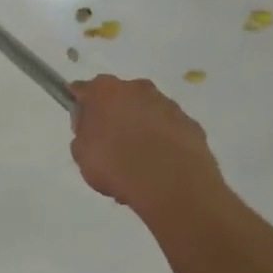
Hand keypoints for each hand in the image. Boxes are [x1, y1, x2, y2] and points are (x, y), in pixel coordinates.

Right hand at [69, 75, 232, 213]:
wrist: (171, 184)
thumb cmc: (115, 165)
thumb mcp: (81, 153)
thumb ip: (83, 133)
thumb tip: (92, 127)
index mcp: (104, 90)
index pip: (84, 90)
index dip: (81, 106)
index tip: (81, 124)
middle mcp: (137, 88)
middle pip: (119, 97)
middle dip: (114, 114)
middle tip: (110, 143)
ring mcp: (168, 105)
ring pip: (147, 112)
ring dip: (141, 127)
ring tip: (138, 161)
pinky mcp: (191, 124)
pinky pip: (170, 130)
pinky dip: (164, 141)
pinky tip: (160, 166)